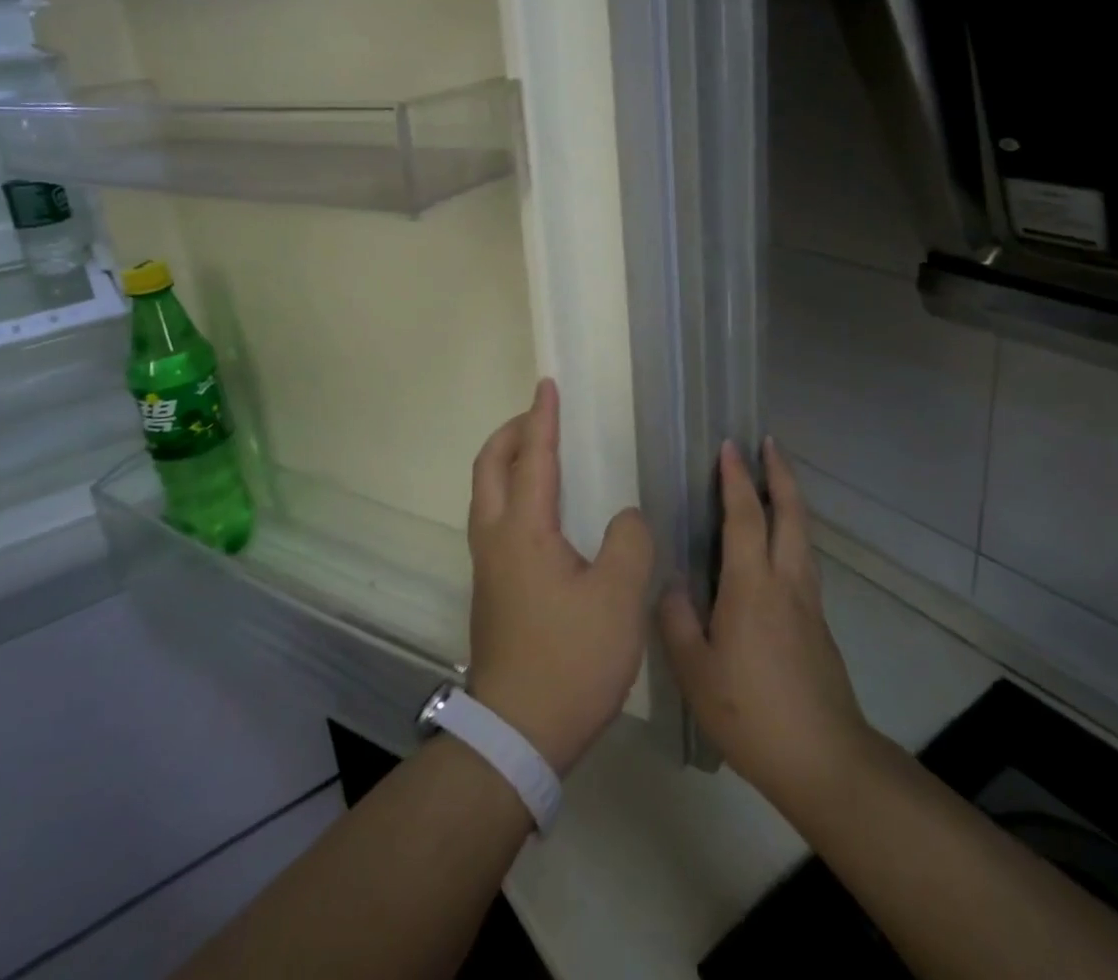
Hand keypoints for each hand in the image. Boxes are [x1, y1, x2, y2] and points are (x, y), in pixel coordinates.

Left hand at [466, 378, 654, 774]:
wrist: (517, 733)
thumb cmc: (570, 659)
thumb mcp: (618, 599)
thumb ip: (629, 543)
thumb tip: (626, 517)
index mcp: (524, 529)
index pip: (533, 456)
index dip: (542, 418)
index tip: (548, 385)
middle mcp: (496, 537)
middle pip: (489, 466)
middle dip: (512, 433)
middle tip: (541, 417)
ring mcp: (487, 564)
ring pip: (487, 492)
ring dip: (507, 461)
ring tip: (541, 454)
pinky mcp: (491, 587)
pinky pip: (494, 517)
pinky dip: (510, 491)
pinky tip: (542, 511)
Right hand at [659, 439, 873, 821]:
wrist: (826, 762)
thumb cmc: (752, 714)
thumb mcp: (695, 672)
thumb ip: (677, 620)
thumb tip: (673, 582)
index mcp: (752, 586)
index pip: (744, 516)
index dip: (736, 478)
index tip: (729, 446)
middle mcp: (786, 582)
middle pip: (791, 513)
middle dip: (780, 473)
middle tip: (768, 443)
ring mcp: (808, 602)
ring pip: (803, 534)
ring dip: (791, 499)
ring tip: (776, 480)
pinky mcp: (818, 624)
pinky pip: (803, 559)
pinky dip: (792, 532)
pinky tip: (777, 544)